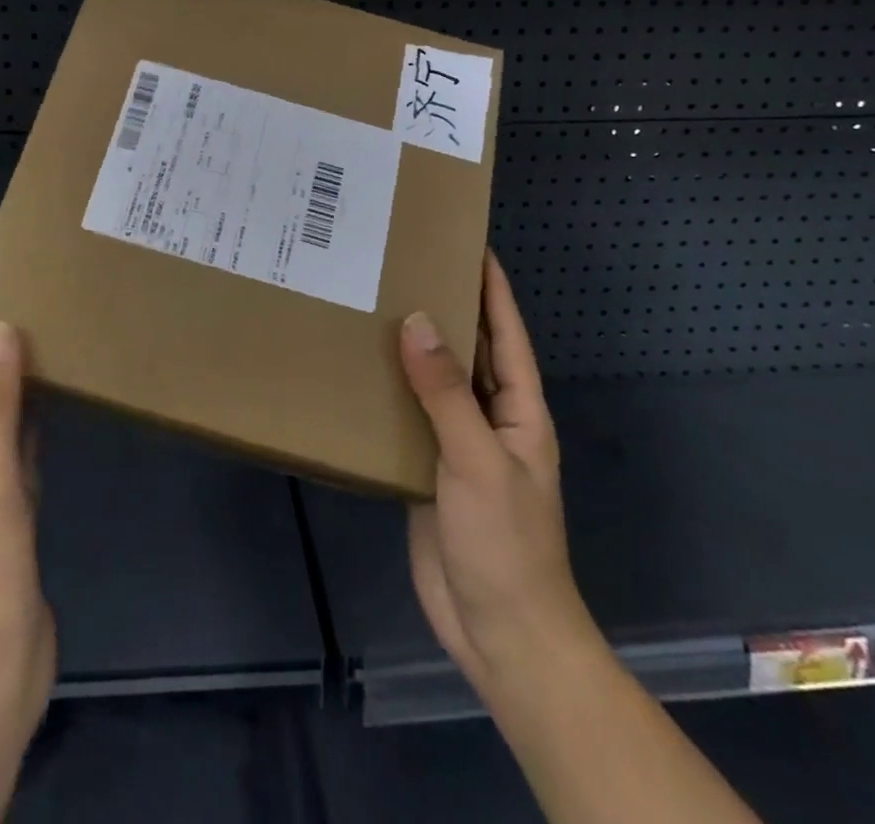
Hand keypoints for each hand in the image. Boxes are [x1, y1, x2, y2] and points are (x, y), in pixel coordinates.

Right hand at [402, 253, 599, 703]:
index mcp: (519, 409)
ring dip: (410, 347)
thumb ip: (446, 392)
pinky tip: (355, 368)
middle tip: (402, 264)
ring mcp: (457, 444)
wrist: (499, 633)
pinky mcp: (427, 468)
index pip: (506, 332)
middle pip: (467, 350)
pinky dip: (388, 390)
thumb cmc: (505, 542)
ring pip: (433, 382)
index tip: (466, 241)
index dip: (491, 286)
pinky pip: (408, 416)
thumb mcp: (478, 460)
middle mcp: (490, 417)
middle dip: (444, 307)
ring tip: (371, 303)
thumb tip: (417, 321)